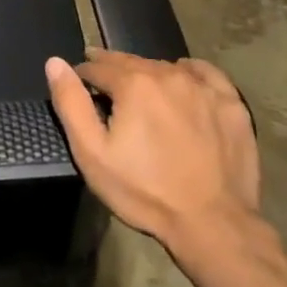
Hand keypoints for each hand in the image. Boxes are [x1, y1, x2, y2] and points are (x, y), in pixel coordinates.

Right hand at [45, 49, 260, 252]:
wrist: (212, 224)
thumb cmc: (145, 191)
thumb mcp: (93, 154)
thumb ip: (70, 103)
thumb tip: (55, 63)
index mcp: (134, 83)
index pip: (98, 67)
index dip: (84, 75)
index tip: (79, 86)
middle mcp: (168, 74)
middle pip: (131, 62)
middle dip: (114, 71)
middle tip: (105, 85)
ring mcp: (204, 87)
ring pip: (165, 67)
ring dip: (148, 74)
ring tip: (140, 91)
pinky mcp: (231, 103)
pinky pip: (205, 73)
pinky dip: (189, 72)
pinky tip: (183, 83)